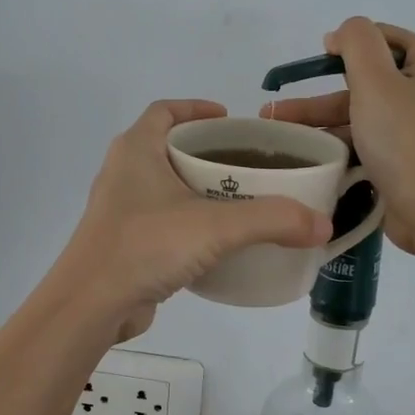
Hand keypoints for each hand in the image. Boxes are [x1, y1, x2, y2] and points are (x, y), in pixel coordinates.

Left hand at [56, 100, 332, 340]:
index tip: (230, 119)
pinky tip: (216, 242)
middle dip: (206, 152)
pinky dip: (188, 222)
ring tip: (240, 201)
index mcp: (136, 149)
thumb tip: (323, 224)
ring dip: (197, 188)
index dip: (196, 109)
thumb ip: (272, 220)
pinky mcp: (123, 242)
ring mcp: (119, 209)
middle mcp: (123, 172)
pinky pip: (161, 220)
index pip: (165, 110)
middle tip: (247, 164)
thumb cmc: (146, 246)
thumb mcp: (216, 227)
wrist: (90, 305)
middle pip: (168, 147)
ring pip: (164, 186)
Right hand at [259, 18, 414, 254]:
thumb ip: (357, 43)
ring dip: (321, 123)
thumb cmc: (407, 142)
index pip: (383, 38)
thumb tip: (341, 34)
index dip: (347, 45)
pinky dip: (339, 146)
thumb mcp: (377, 81)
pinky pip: (367, 142)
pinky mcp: (407, 160)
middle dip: (319, 95)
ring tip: (279, 137)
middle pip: (365, 81)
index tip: (315, 61)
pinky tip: (308, 157)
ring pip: (361, 115)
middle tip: (277, 110)